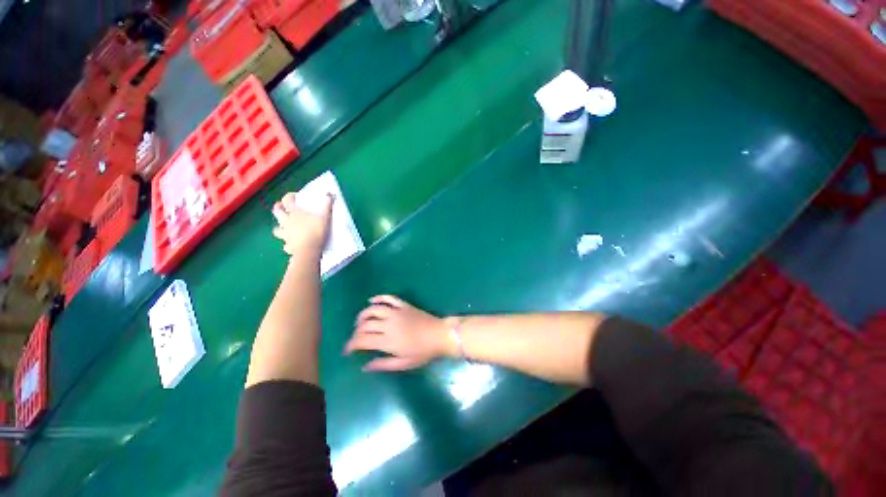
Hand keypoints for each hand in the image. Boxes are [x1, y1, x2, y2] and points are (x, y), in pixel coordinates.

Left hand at [271, 192, 332, 257]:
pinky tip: (292, 244)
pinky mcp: (288, 245)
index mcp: (295, 213)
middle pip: (277, 212)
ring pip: (276, 230)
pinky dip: (288, 243)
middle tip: (282, 207)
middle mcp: (286, 222)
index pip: (287, 200)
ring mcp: (286, 234)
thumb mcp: (325, 216)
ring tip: (285, 228)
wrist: (309, 250)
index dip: (289, 196)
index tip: (295, 196)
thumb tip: (328, 194)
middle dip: (278, 208)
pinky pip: (285, 244)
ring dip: (279, 228)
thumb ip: (327, 205)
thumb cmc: (316, 231)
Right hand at [345, 295, 453, 371]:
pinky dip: (379, 297)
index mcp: (387, 341)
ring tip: (360, 322)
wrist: (440, 335)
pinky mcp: (404, 305)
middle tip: (355, 339)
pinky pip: (389, 298)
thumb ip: (383, 364)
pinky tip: (372, 300)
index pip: (362, 340)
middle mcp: (389, 324)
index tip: (347, 350)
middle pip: (365, 325)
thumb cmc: (423, 352)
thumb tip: (365, 366)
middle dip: (355, 332)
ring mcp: (397, 312)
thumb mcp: (404, 364)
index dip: (351, 345)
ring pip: (373, 309)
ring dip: (363, 314)